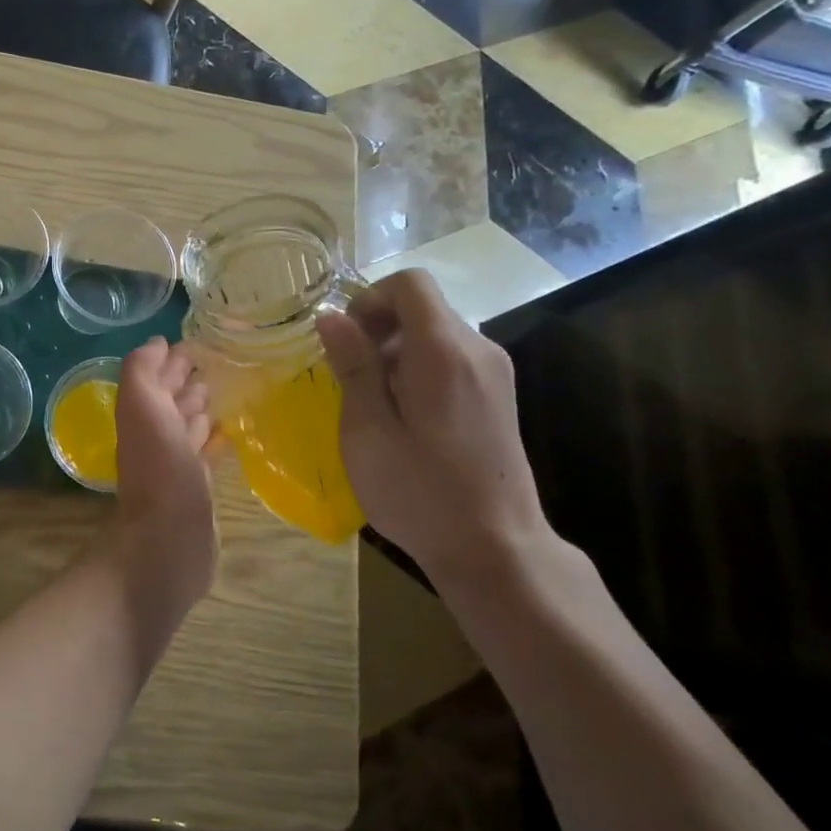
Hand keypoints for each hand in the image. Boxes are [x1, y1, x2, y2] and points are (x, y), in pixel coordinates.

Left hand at [111, 337, 217, 611]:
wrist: (169, 541)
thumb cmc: (159, 468)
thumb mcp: (142, 407)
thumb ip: (142, 371)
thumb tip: (157, 343)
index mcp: (142, 414)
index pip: (157, 377)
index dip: (173, 359)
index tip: (201, 342)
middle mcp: (156, 436)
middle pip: (172, 400)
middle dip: (188, 379)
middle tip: (216, 362)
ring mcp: (177, 464)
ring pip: (188, 426)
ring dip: (201, 407)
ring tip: (225, 389)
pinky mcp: (198, 489)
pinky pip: (205, 455)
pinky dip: (214, 441)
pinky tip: (229, 433)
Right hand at [316, 270, 550, 579]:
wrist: (494, 547)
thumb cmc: (419, 490)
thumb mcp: (368, 430)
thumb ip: (353, 366)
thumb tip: (332, 317)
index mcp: (444, 351)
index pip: (410, 283)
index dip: (369, 298)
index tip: (346, 340)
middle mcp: (478, 349)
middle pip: (423, 307)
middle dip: (379, 328)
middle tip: (352, 378)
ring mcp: (494, 373)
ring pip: (435, 334)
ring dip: (396, 352)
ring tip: (375, 404)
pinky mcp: (499, 396)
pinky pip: (451, 359)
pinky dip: (419, 369)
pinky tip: (406, 418)